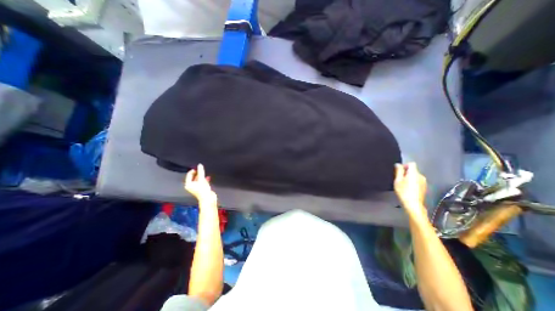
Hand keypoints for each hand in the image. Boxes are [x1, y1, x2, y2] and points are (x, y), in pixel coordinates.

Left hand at [184, 165, 213, 205]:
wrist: (208, 198)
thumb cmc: (203, 190)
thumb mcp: (201, 179)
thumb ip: (200, 172)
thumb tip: (200, 165)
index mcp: (188, 184)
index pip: (189, 175)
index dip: (193, 171)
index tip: (197, 167)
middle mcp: (191, 186)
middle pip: (193, 178)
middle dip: (198, 173)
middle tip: (201, 170)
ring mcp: (196, 188)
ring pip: (198, 180)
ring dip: (202, 176)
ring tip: (204, 173)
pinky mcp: (202, 189)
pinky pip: (202, 182)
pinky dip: (205, 180)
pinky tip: (208, 177)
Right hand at [392, 162, 425, 219]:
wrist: (413, 204)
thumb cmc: (403, 191)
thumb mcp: (398, 180)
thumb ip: (399, 171)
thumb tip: (398, 164)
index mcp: (414, 173)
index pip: (411, 163)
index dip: (404, 165)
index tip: (399, 171)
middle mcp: (421, 176)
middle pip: (413, 170)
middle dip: (406, 172)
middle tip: (399, 179)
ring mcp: (424, 182)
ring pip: (415, 176)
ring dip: (409, 178)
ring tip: (403, 184)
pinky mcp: (424, 187)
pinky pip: (417, 181)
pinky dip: (413, 182)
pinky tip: (408, 189)